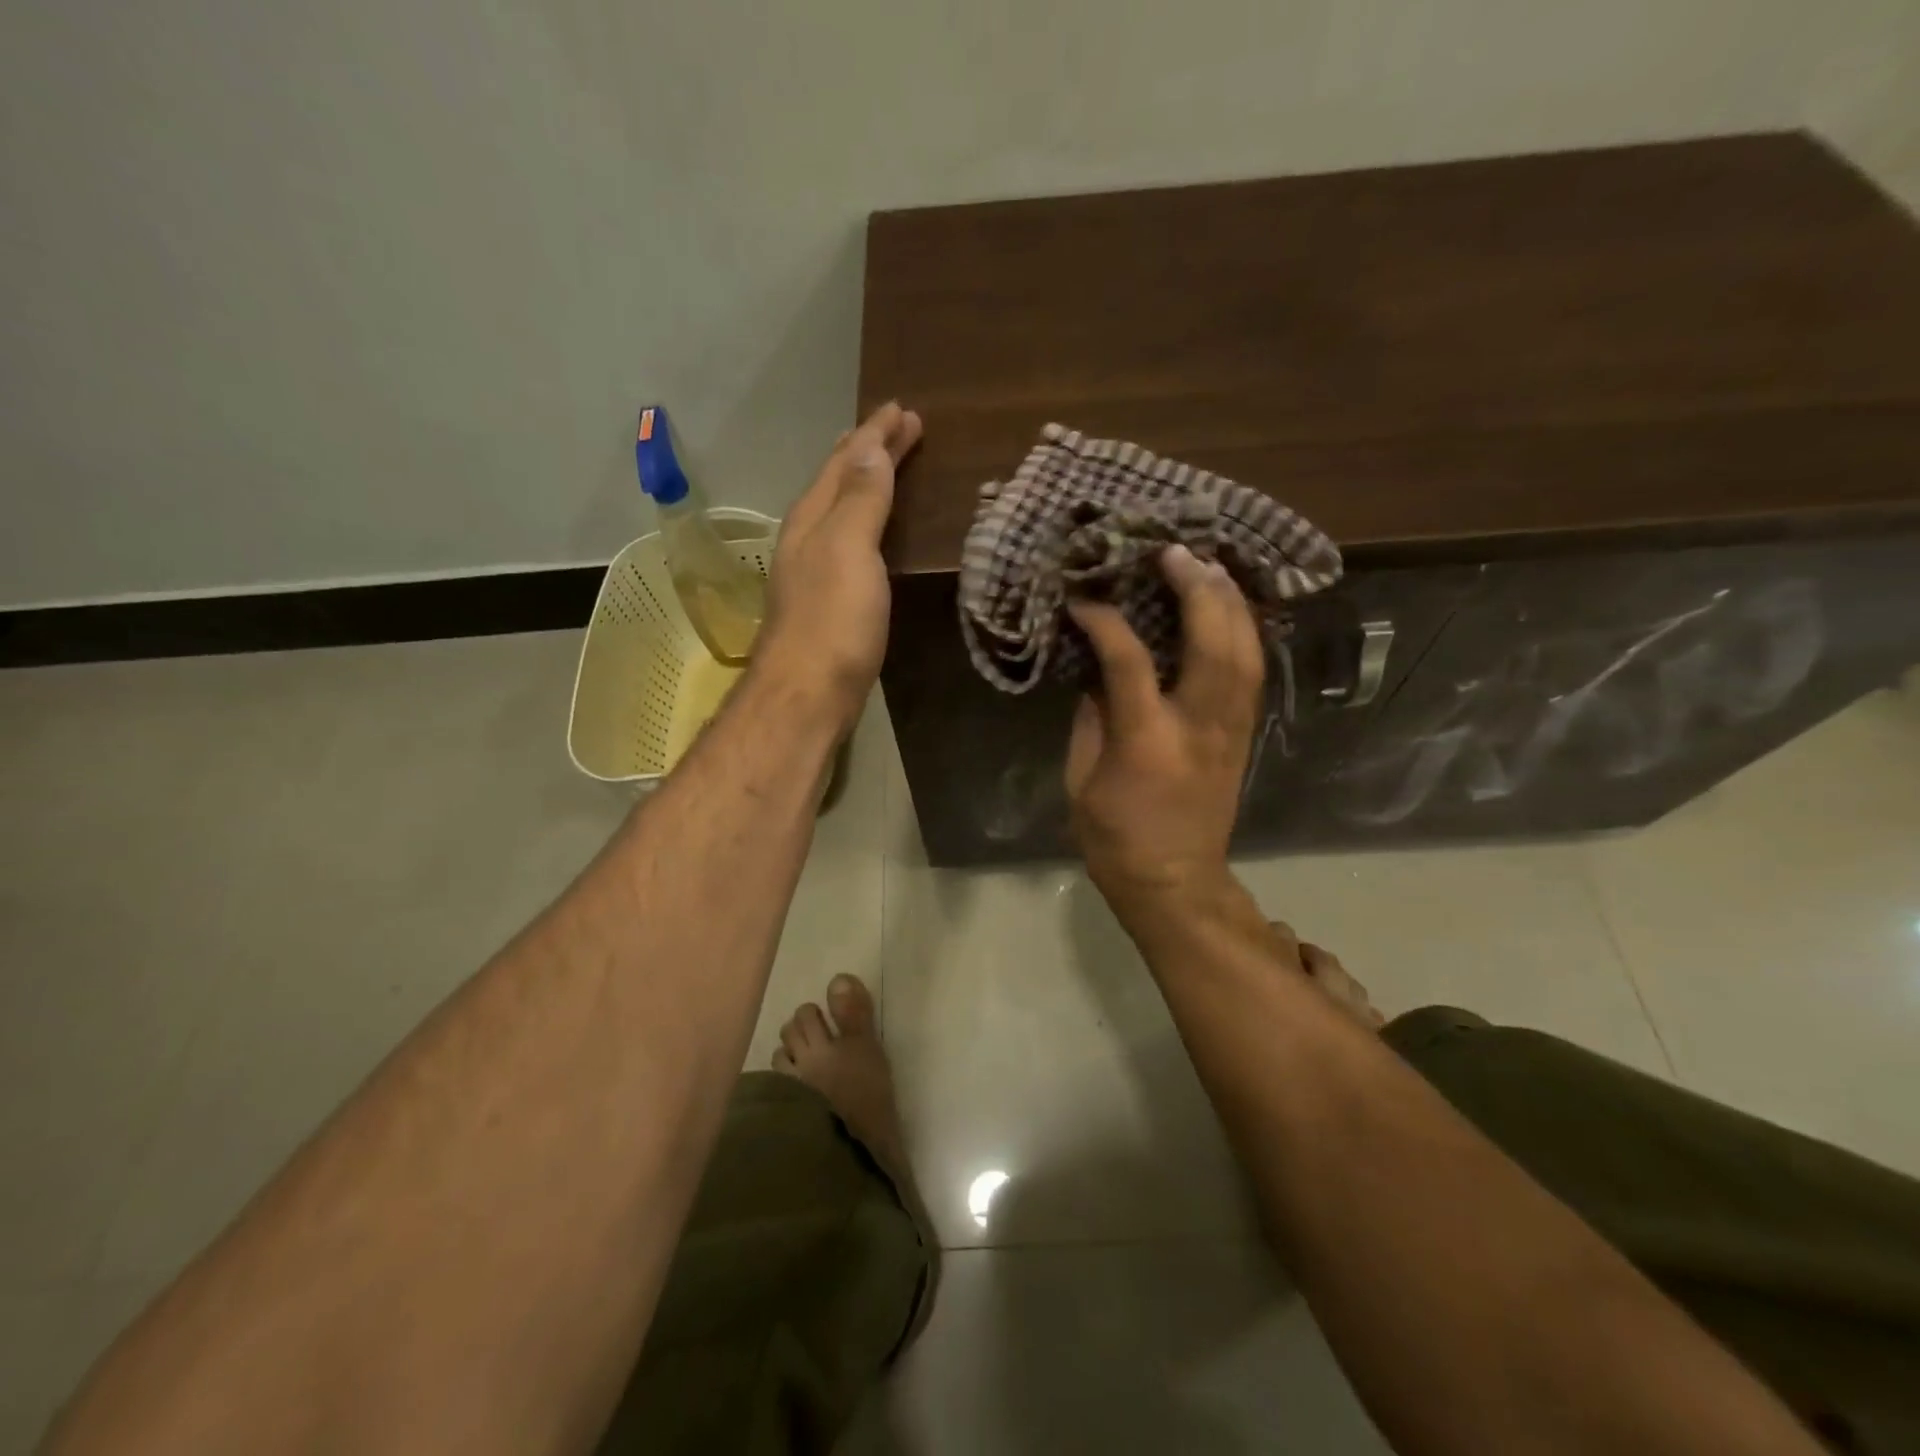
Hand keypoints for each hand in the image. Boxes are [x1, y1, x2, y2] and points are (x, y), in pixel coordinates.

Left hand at [754, 402, 922, 730]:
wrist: (808, 695)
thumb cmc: (832, 621)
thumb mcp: (848, 550)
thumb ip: (861, 500)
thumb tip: (870, 448)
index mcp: (813, 519)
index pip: (846, 462)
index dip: (875, 435)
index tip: (903, 411)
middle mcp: (807, 539)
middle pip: (837, 482)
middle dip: (867, 451)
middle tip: (898, 428)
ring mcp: (813, 572)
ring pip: (839, 512)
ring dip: (864, 485)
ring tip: (886, 468)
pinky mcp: (826, 603)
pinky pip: (847, 543)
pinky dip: (864, 523)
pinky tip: (872, 535)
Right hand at [1064, 545, 1265, 901]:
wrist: (1175, 882)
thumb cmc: (1115, 837)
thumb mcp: (1081, 779)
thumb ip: (1092, 718)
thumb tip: (1098, 669)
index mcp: (1147, 740)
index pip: (1129, 661)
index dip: (1106, 622)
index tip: (1085, 601)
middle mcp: (1198, 726)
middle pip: (1213, 642)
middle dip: (1199, 589)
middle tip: (1176, 552)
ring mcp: (1230, 730)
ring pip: (1246, 651)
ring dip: (1231, 602)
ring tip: (1210, 566)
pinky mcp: (1244, 736)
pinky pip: (1253, 671)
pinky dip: (1245, 631)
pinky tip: (1232, 608)